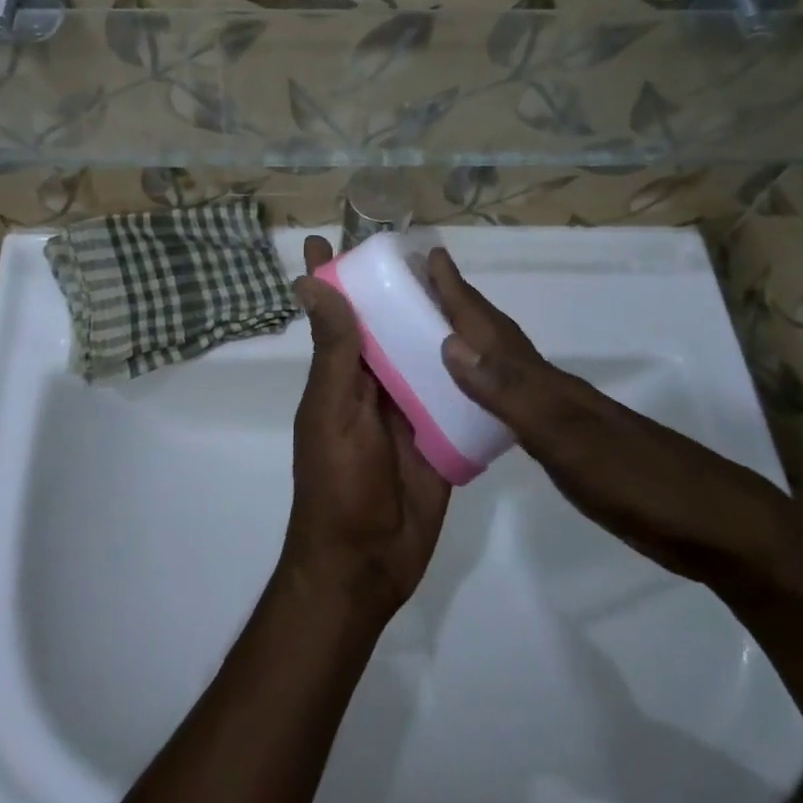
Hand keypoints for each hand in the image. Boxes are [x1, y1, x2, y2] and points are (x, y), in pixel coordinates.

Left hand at [280, 237, 450, 623]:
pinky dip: (466, 369)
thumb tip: (311, 283)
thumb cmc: (339, 484)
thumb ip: (333, 351)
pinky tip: (491, 342)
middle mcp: (372, 383)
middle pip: (383, 326)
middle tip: (419, 247)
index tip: (328, 237)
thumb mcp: (333, 411)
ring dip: (433, 323)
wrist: (368, 565)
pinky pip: (454, 392)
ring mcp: (407, 408)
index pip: (333, 312)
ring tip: (460, 282)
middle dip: (393, 290)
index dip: (328, 277)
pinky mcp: (440, 432)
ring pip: (420, 353)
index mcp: (340, 374)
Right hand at [427, 247, 798, 591]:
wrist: (717, 528)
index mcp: (544, 383)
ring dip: (474, 342)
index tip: (430, 255)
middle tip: (427, 282)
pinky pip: (516, 400)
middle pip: (498, 338)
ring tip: (441, 331)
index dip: (459, 294)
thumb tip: (451, 343)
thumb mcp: (568, 439)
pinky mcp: (573, 444)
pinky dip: (490, 386)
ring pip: (507, 367)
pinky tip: (483, 398)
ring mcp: (566, 416)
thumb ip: (510, 393)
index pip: (490, 328)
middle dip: (462, 307)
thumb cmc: (640, 482)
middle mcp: (551, 389)